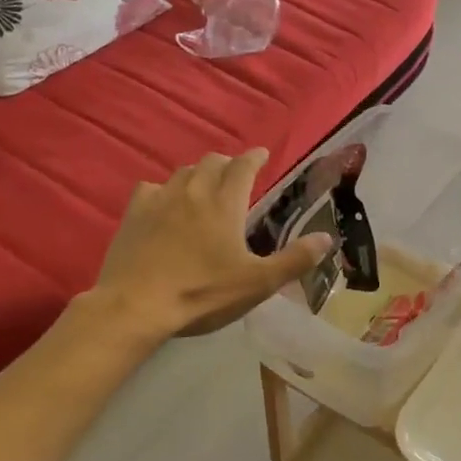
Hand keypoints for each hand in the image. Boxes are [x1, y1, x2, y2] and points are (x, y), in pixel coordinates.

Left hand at [91, 150, 333, 338]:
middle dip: (228, 164)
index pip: (243, 166)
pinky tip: (165, 204)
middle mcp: (193, 191)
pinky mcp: (133, 213)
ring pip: (183, 172)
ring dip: (198, 174)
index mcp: (225, 203)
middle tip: (236, 176)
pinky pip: (152, 188)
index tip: (262, 154)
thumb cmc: (202, 293)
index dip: (255, 157)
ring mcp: (160, 200)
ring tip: (204, 187)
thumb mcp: (257, 283)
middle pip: (212, 162)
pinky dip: (165, 190)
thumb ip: (294, 260)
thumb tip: (327, 238)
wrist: (135, 306)